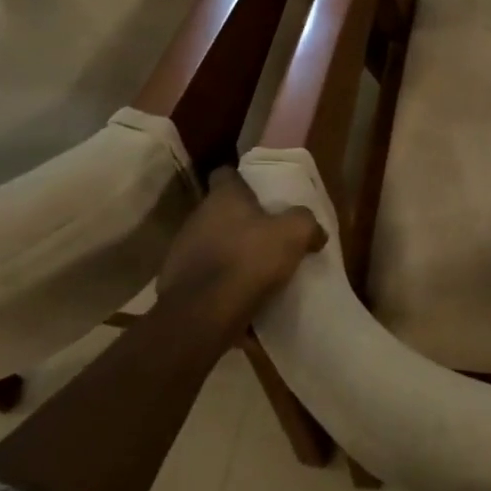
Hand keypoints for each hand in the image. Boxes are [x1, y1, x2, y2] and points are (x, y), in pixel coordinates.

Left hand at [158, 168, 325, 318]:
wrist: (202, 316)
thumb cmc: (248, 260)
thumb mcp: (294, 234)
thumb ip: (307, 222)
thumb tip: (316, 231)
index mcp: (223, 197)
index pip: (226, 173)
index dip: (243, 179)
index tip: (260, 190)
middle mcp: (197, 217)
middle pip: (220, 210)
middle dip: (241, 219)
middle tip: (267, 231)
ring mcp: (182, 251)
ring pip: (210, 242)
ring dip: (229, 250)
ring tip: (255, 267)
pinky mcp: (175, 283)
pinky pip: (203, 275)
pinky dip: (219, 281)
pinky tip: (239, 294)